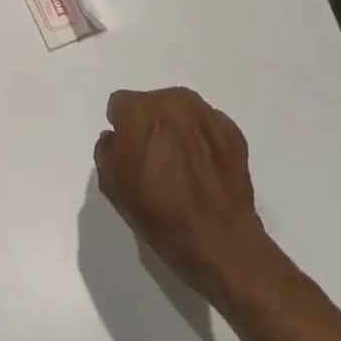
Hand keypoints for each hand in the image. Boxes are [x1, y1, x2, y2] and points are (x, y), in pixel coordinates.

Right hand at [94, 87, 266, 301]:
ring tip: (179, 162)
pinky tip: (201, 168)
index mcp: (140, 110)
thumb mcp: (112, 185)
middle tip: (152, 156)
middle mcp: (174, 102)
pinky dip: (200, 139)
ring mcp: (208, 115)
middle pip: (152, 102)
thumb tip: (116, 138)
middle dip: (149, 123)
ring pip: (180, 111)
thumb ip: (107, 150)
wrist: (218, 239)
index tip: (126, 150)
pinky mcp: (233, 131)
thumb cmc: (157, 212)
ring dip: (175, 128)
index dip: (120, 126)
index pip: (120, 104)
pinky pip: (205, 126)